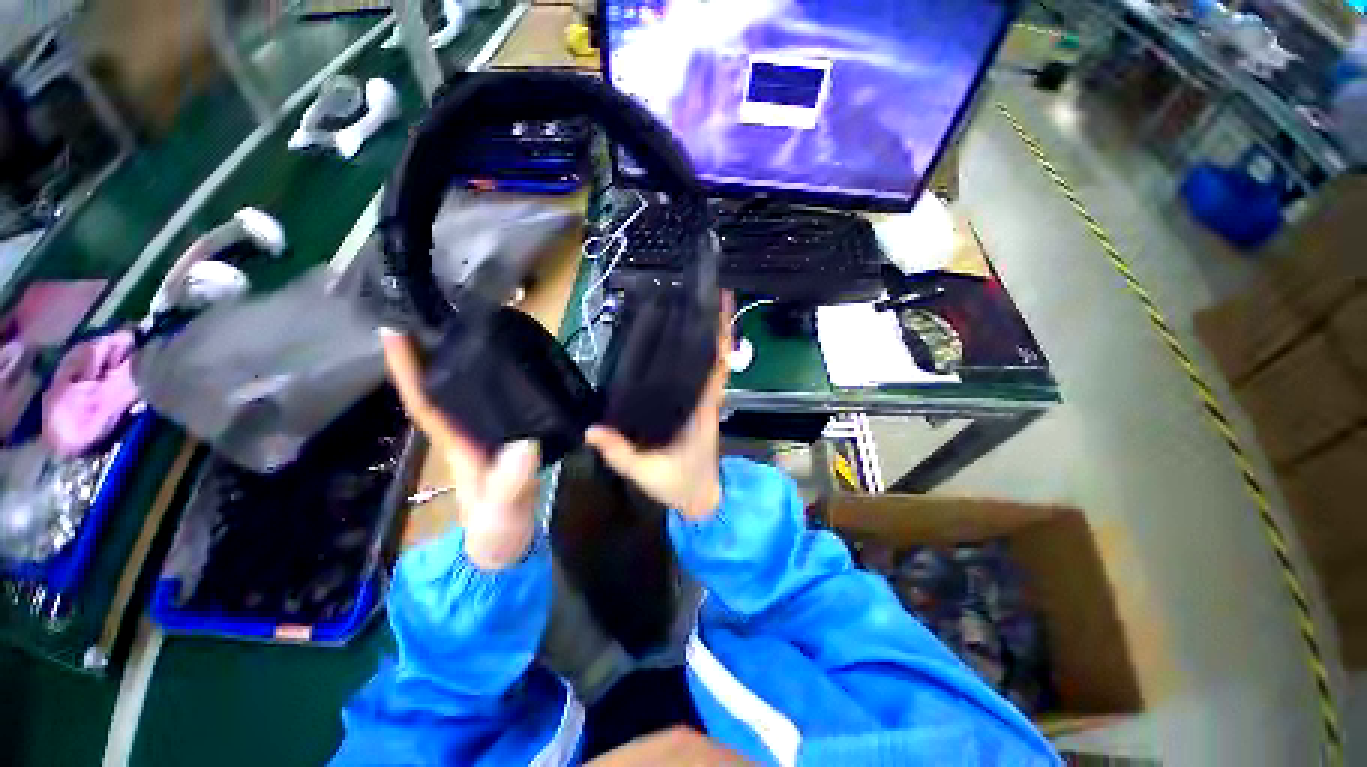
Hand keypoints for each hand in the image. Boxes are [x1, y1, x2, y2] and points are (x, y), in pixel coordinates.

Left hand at [381, 331, 538, 570]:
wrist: (504, 548)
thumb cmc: (498, 532)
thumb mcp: (504, 513)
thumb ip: (511, 485)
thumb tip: (523, 445)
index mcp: (455, 444)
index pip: (424, 400)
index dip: (407, 367)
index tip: (394, 328)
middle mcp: (462, 433)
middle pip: (438, 386)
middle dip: (428, 350)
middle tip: (436, 310)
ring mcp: (482, 436)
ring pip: (463, 391)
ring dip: (456, 359)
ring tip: (467, 325)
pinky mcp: (502, 439)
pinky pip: (491, 401)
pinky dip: (490, 379)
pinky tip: (504, 364)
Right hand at [585, 294, 732, 520]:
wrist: (702, 500)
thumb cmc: (681, 485)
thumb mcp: (647, 473)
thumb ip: (619, 453)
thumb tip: (591, 430)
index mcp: (702, 410)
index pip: (717, 365)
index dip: (721, 335)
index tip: (720, 305)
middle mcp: (707, 400)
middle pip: (716, 356)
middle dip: (715, 325)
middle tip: (704, 295)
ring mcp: (703, 403)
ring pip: (710, 364)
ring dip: (707, 337)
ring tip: (693, 308)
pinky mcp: (696, 409)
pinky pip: (699, 377)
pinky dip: (697, 357)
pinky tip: (680, 343)